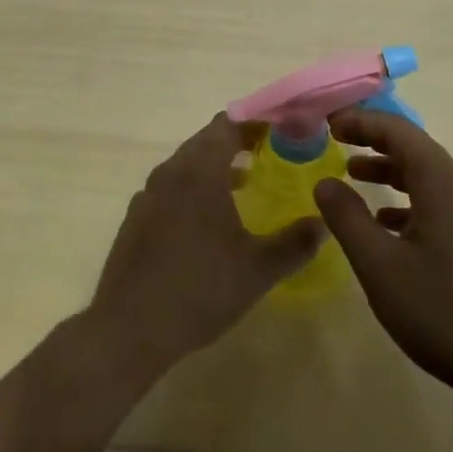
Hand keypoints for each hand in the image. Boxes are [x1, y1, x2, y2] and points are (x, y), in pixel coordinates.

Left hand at [87, 113, 322, 378]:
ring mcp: (148, 195)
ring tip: (247, 182)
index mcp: (199, 171)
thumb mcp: (258, 270)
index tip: (284, 130)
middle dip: (239, 141)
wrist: (128, 329)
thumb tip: (323, 222)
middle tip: (273, 153)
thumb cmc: (199, 290)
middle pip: (206, 140)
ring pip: (187, 164)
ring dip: (216, 165)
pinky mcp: (136, 218)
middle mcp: (170, 172)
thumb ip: (296, 242)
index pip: (228, 124)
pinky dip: (194, 187)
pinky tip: (210, 219)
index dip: (257, 122)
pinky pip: (171, 187)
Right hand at [313, 109, 452, 405]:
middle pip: (414, 148)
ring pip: (425, 176)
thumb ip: (347, 218)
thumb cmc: (441, 311)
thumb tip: (324, 181)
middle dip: (374, 139)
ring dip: (388, 169)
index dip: (362, 121)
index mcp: (440, 185)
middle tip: (335, 139)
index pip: (399, 132)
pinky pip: (434, 203)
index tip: (328, 122)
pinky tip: (383, 224)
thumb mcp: (380, 265)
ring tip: (352, 173)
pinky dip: (404, 200)